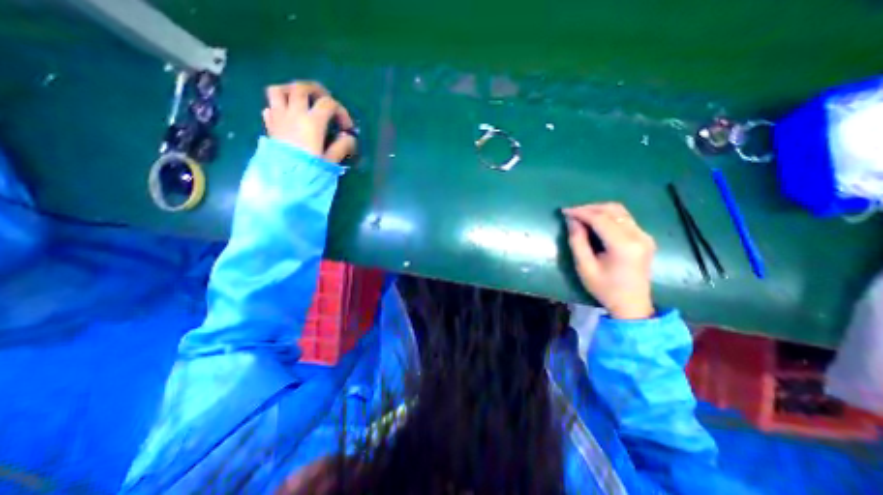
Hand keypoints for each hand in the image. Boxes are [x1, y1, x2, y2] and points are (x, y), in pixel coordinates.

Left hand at [261, 82, 354, 161]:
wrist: (284, 179)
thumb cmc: (310, 169)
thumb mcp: (331, 160)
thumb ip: (342, 146)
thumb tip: (348, 138)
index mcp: (312, 122)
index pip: (328, 104)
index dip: (341, 111)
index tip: (347, 127)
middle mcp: (293, 113)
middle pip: (301, 87)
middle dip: (316, 90)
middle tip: (325, 100)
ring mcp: (278, 118)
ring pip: (279, 90)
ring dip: (291, 91)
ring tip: (301, 100)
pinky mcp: (270, 126)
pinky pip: (270, 107)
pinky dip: (279, 107)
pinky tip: (287, 116)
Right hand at [565, 203, 653, 318]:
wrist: (632, 304)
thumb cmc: (605, 288)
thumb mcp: (585, 267)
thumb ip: (577, 241)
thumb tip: (572, 221)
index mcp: (624, 246)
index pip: (600, 219)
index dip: (581, 212)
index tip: (564, 211)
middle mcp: (638, 236)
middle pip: (612, 210)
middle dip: (589, 208)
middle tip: (571, 213)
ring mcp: (644, 236)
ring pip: (620, 211)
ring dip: (598, 210)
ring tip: (581, 215)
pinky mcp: (644, 237)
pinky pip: (624, 218)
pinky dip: (607, 216)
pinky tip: (595, 222)